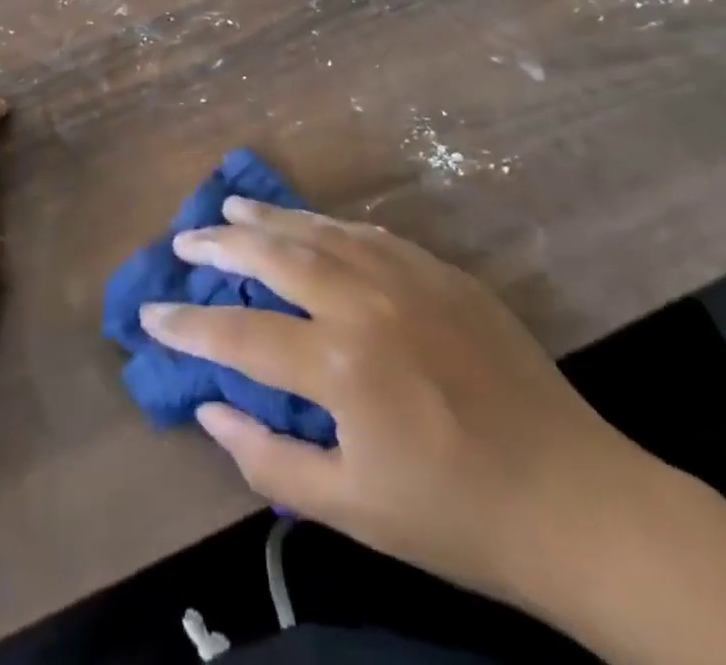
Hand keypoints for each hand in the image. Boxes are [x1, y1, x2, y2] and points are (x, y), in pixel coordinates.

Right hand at [140, 198, 651, 614]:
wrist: (575, 499)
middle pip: (274, 256)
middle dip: (219, 246)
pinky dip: (326, 223)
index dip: (187, 324)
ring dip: (269, 218)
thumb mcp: (351, 510)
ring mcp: (407, 277)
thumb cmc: (456, 516)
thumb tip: (210, 408)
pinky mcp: (442, 271)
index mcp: (340, 366)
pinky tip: (309, 222)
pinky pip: (369, 233)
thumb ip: (269, 459)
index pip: (239, 333)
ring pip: (319, 230)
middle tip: (184, 239)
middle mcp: (365, 302)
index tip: (150, 313)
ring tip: (230, 208)